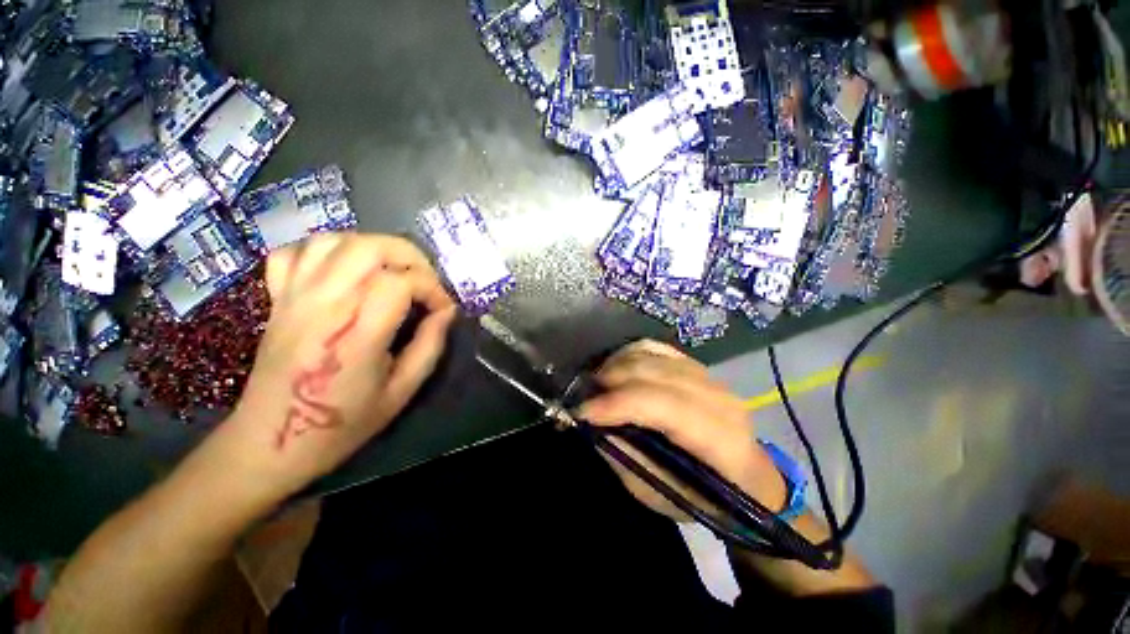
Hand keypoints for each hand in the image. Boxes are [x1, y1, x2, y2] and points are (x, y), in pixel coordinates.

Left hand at [212, 233, 457, 506]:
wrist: (270, 443)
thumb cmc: (342, 423)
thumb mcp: (402, 392)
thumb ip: (429, 347)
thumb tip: (447, 312)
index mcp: (357, 333)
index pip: (400, 282)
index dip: (432, 289)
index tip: (442, 309)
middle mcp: (323, 305)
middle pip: (369, 247)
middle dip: (409, 256)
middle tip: (424, 281)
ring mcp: (294, 297)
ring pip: (335, 241)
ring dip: (373, 247)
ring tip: (392, 271)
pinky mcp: (277, 299)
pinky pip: (296, 252)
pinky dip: (326, 250)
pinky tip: (344, 270)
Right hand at [578, 340, 786, 520]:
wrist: (743, 474)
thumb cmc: (700, 494)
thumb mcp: (656, 492)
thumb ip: (624, 455)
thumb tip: (592, 422)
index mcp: (721, 440)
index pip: (666, 407)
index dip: (620, 404)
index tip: (582, 411)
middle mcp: (719, 399)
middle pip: (655, 374)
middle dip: (612, 381)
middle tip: (584, 396)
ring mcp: (709, 376)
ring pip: (653, 356)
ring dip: (617, 365)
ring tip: (597, 383)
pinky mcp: (696, 365)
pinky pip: (656, 347)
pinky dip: (629, 353)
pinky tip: (616, 367)